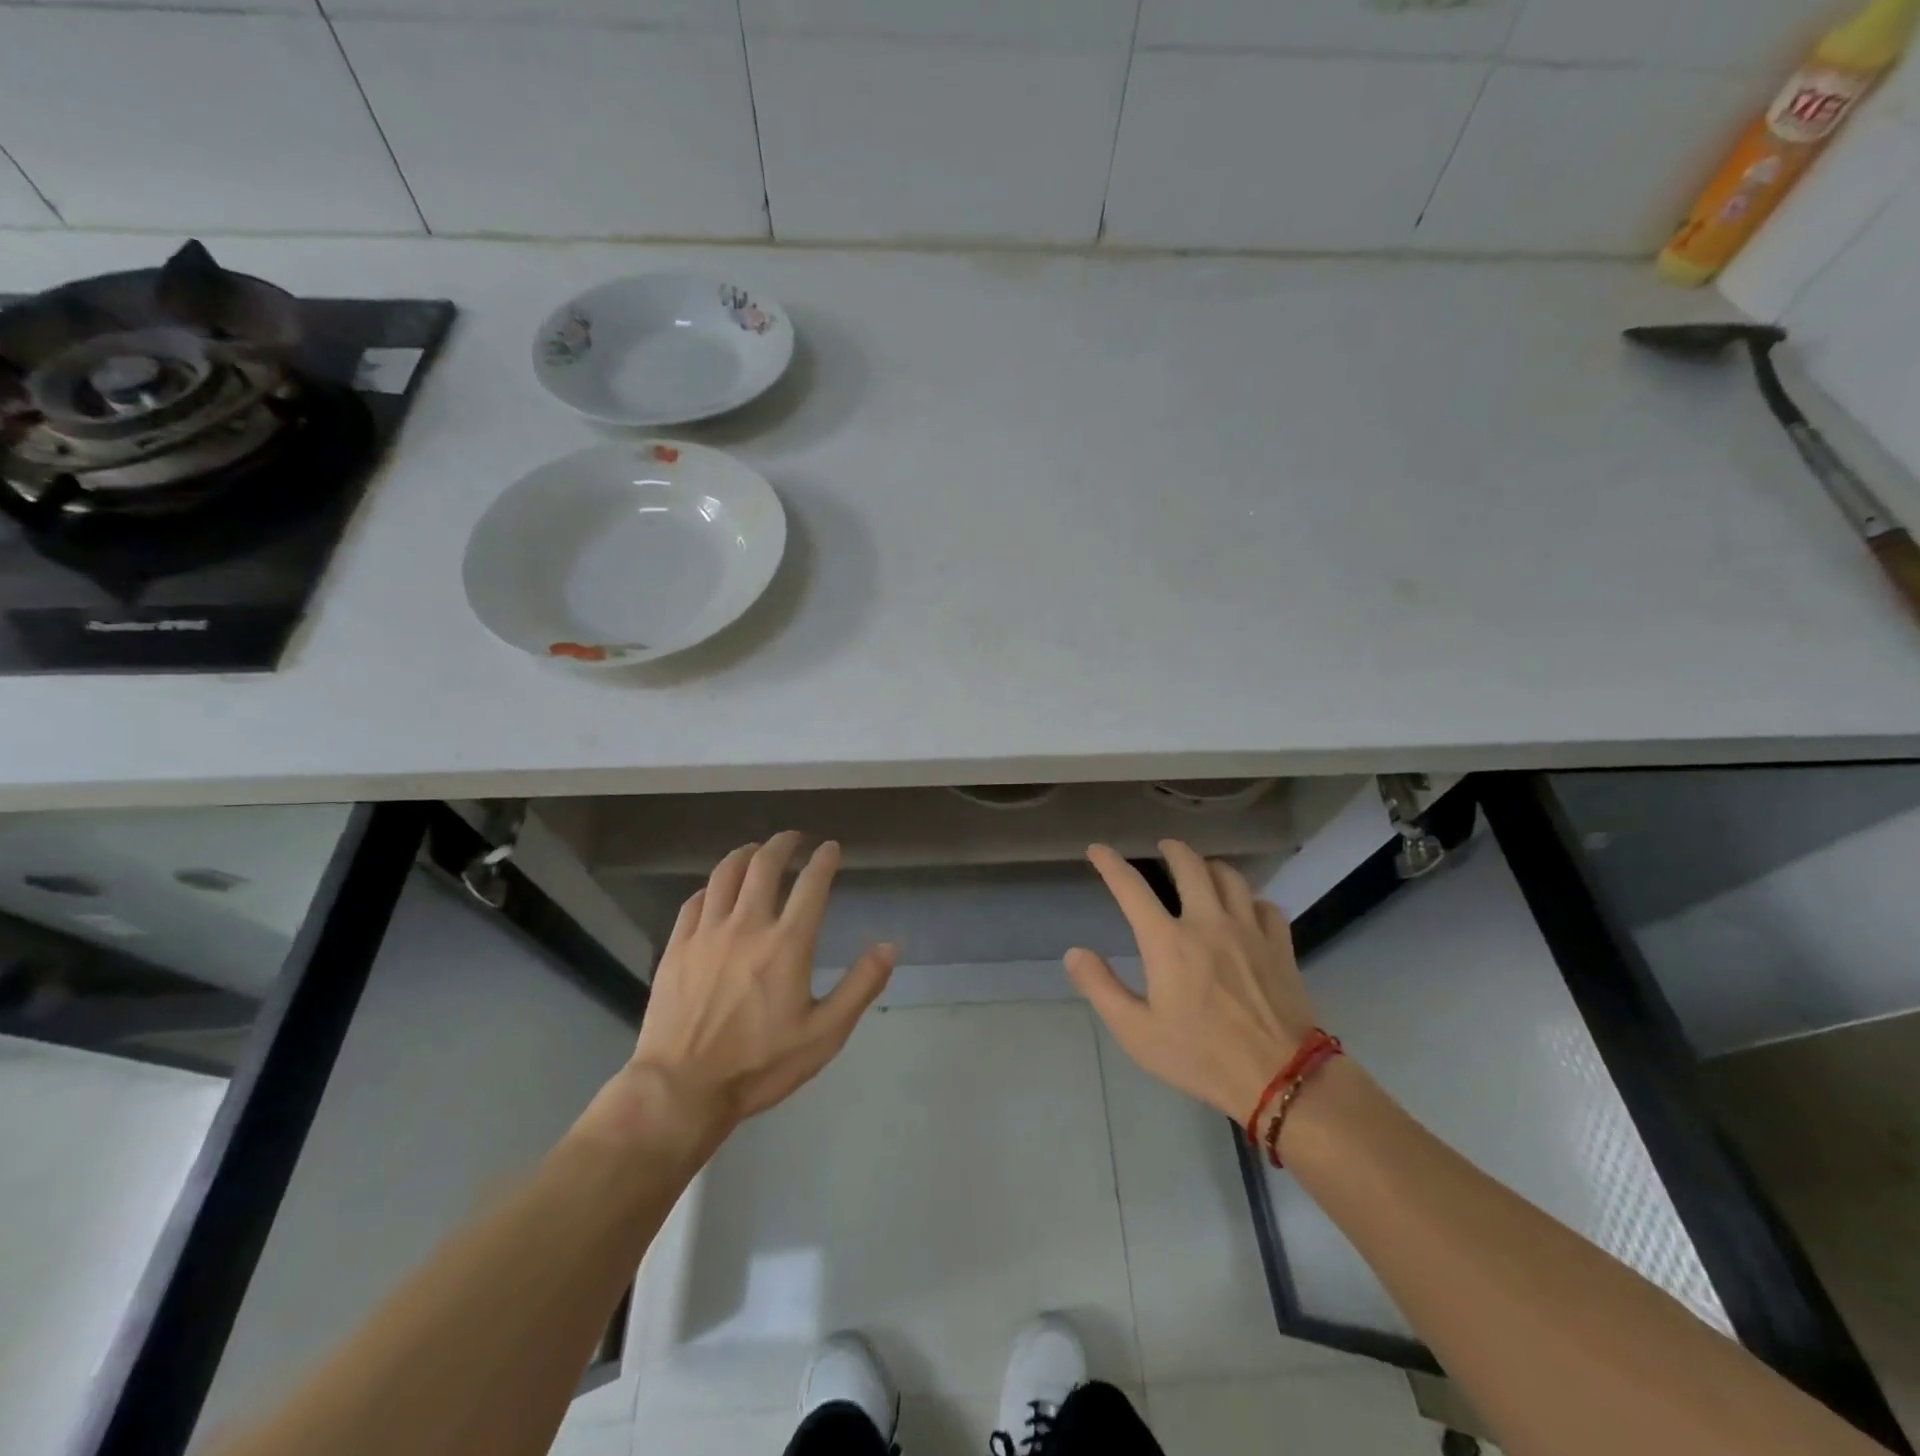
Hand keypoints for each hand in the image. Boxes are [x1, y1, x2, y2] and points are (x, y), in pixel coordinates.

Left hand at [622, 832, 895, 1137]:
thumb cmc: (760, 1064)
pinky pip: (695, 900)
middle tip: (795, 838)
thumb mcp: (824, 1034)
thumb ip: (860, 986)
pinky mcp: (677, 946)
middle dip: (784, 843)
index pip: (811, 884)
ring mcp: (707, 933)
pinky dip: (713, 886)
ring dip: (746, 854)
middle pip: (764, 864)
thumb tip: (889, 946)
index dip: (824, 860)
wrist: (681, 1089)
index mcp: (787, 943)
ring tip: (757, 850)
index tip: (831, 848)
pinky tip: (717, 889)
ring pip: (726, 873)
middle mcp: (747, 925)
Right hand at [1066, 840, 1318, 1122]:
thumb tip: (1074, 952)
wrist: (1280, 1078)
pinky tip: (1246, 908)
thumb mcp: (1136, 1032)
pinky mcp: (1279, 946)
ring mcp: (1248, 931)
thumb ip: (1101, 988)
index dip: (1110, 863)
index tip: (1097, 850)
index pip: (1131, 888)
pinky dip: (1251, 899)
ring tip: (1203, 869)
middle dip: (1172, 849)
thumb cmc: (1200, 1056)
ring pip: (1231, 877)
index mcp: (1167, 941)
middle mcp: (1208, 923)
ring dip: (1211, 866)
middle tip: (1164, 846)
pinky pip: (1265, 905)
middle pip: (1190, 866)